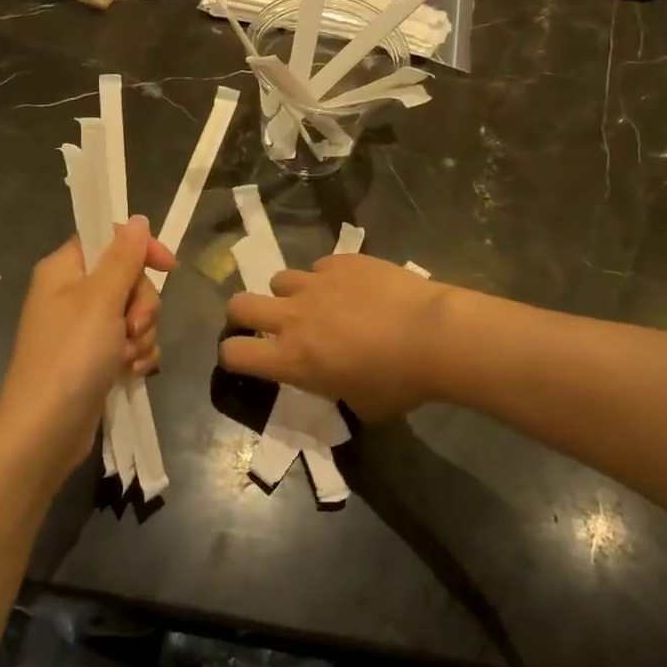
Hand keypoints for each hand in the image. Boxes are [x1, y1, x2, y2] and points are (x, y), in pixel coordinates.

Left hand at [0, 218, 174, 477]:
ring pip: (134, 313)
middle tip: (131, 326)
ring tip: (128, 358)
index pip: (108, 239)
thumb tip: (137, 220)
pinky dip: (137, 355)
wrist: (46, 430)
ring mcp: (83, 329)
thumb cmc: (71, 355)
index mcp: (64, 270)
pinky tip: (132, 373)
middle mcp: (71, 294)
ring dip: (142, 334)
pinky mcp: (95, 358)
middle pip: (128, 278)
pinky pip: (130, 342)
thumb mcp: (100, 299)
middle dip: (142, 304)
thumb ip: (124, 257)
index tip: (168, 266)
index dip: (140, 249)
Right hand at [221, 254, 448, 419]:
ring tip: (316, 304)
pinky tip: (353, 289)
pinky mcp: (342, 261)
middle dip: (242, 316)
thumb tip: (338, 383)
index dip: (233, 356)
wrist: (434, 334)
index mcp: (292, 358)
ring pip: (280, 280)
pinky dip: (328, 279)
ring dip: (290, 295)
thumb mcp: (361, 405)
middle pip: (238, 305)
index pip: (234, 354)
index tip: (247, 359)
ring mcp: (316, 283)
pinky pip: (321, 267)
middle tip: (262, 326)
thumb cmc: (399, 382)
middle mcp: (293, 317)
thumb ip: (336, 391)